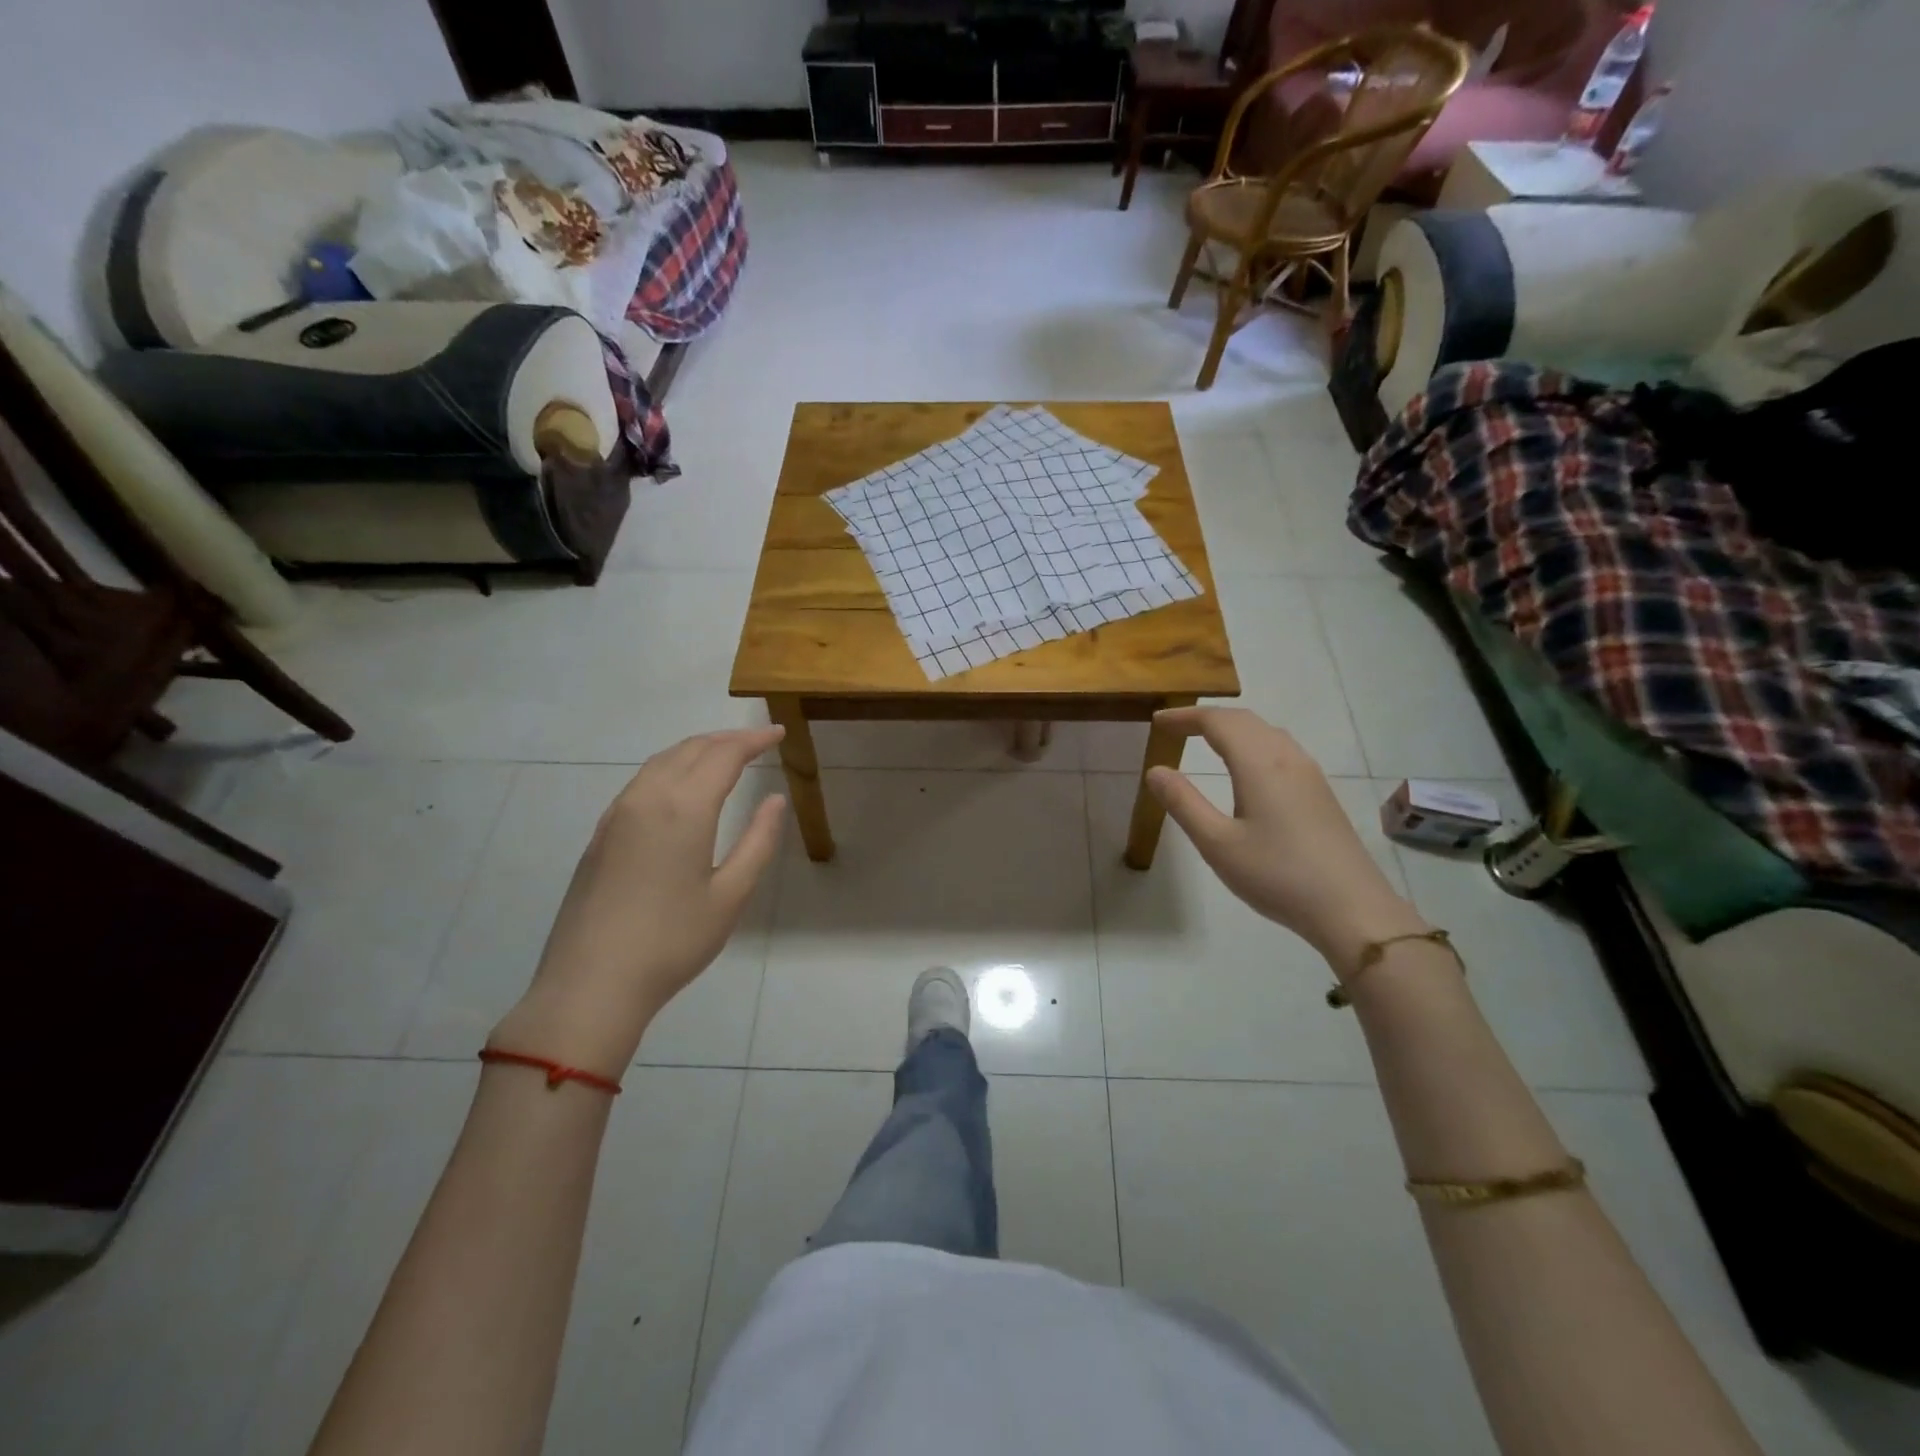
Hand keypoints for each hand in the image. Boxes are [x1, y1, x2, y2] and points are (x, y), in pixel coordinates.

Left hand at [491, 727, 786, 1075]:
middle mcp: (647, 798)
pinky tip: (682, 787)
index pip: (724, 755)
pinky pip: (642, 781)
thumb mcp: (731, 895)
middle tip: (758, 740)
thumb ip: (758, 841)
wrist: (591, 983)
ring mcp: (617, 814)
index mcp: (684, 808)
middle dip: (727, 739)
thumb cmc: (672, 941)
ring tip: (725, 755)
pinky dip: (671, 768)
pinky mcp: (601, 834)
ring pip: (661, 761)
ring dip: (697, 749)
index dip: (754, 739)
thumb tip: (775, 800)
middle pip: (691, 749)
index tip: (778, 733)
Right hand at [1147, 707, 1429, 974]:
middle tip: (1175, 727)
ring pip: (1266, 732)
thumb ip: (1183, 803)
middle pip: (1244, 720)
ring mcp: (1309, 774)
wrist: (1352, 908)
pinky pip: (1281, 748)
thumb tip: (1154, 770)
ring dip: (1233, 728)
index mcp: (1259, 763)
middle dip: (1207, 718)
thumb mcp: (1217, 843)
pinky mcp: (1320, 792)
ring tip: (1205, 740)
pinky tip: (1247, 768)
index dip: (1185, 716)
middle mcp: (1287, 758)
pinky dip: (1253, 743)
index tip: (1157, 720)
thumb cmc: (1277, 875)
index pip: (1217, 722)